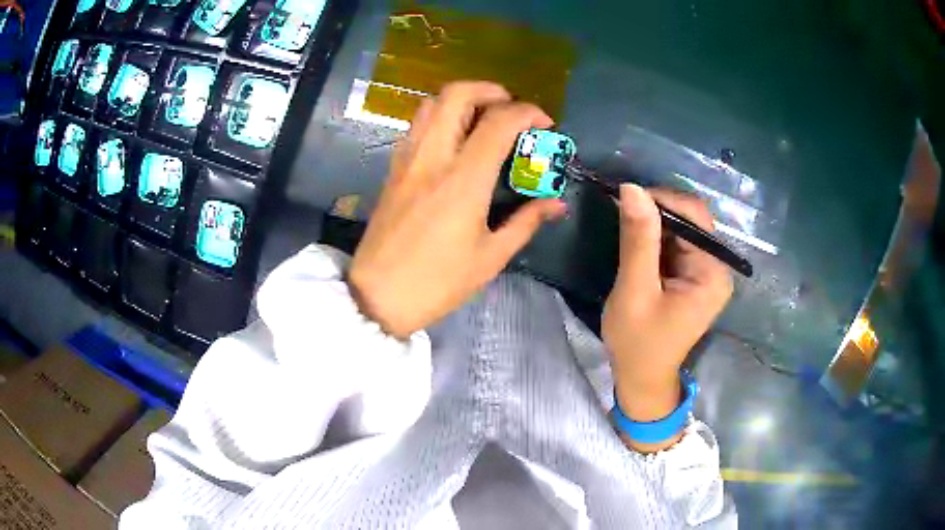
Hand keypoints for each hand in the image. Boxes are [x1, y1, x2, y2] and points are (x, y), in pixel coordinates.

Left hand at [349, 82, 566, 338]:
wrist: (377, 296)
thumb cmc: (438, 283)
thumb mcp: (490, 257)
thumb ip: (526, 221)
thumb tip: (556, 203)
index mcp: (463, 180)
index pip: (499, 122)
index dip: (528, 113)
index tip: (545, 125)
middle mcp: (432, 157)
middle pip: (457, 95)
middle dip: (491, 90)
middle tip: (511, 108)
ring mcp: (407, 160)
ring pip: (431, 104)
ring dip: (463, 100)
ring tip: (484, 119)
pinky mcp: (393, 169)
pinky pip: (417, 125)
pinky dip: (441, 117)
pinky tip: (455, 141)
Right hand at [602, 185, 732, 448]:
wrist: (641, 378)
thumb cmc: (638, 343)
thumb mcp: (634, 291)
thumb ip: (638, 241)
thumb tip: (632, 189)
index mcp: (712, 274)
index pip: (695, 218)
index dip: (663, 200)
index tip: (625, 198)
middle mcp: (717, 268)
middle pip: (692, 220)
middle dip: (657, 211)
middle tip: (621, 211)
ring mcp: (706, 272)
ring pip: (682, 229)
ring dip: (653, 223)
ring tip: (624, 225)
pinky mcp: (693, 276)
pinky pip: (676, 244)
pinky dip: (655, 237)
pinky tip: (636, 241)